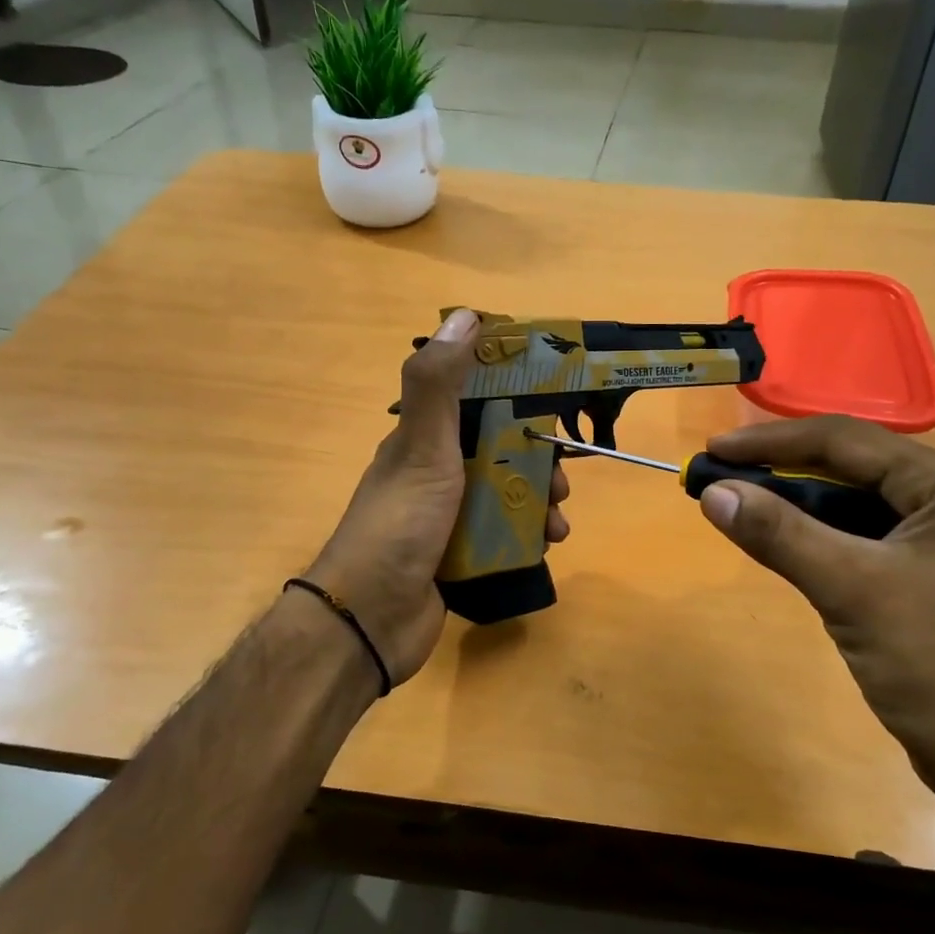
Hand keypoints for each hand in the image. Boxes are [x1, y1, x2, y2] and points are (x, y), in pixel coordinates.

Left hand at [306, 309, 570, 686]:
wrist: (371, 618)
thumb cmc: (400, 523)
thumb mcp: (422, 446)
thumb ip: (439, 384)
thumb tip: (465, 315)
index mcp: (424, 440)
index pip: (475, 399)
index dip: (515, 393)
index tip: (555, 397)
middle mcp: (436, 472)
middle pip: (499, 449)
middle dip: (537, 459)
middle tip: (563, 478)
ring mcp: (447, 516)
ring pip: (506, 493)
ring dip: (538, 499)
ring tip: (558, 520)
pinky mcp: (460, 555)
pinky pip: (504, 533)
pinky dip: (529, 534)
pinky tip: (548, 544)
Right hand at [697, 416, 934, 809]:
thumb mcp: (853, 590)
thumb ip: (781, 534)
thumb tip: (713, 491)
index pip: (844, 440)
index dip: (771, 441)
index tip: (712, 450)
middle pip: (847, 465)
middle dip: (778, 470)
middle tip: (716, 477)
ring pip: (848, 502)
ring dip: (792, 503)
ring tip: (735, 504)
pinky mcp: (922, 574)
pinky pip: (856, 537)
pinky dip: (813, 536)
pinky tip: (777, 542)